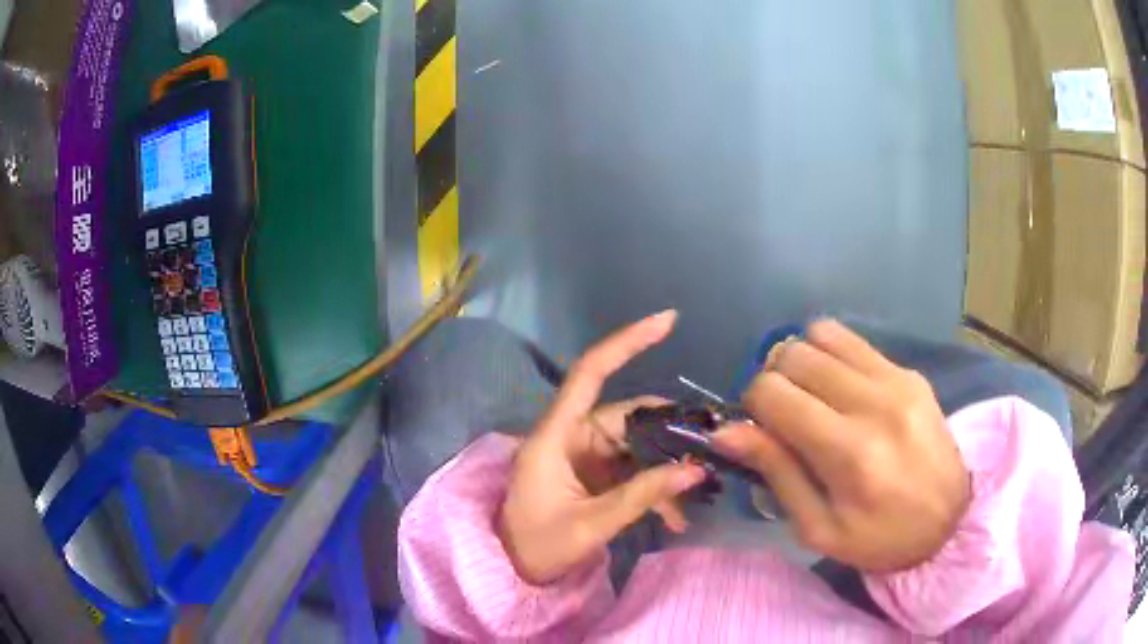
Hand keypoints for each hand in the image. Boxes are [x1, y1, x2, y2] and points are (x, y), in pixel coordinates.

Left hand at [498, 311, 707, 584]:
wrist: (513, 569)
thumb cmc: (537, 546)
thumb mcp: (591, 524)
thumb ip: (642, 496)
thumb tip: (695, 470)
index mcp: (556, 436)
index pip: (589, 373)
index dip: (626, 342)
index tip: (668, 320)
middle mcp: (571, 436)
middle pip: (628, 416)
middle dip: (670, 432)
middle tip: (710, 449)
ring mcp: (584, 456)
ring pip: (637, 445)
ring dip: (666, 468)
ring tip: (694, 495)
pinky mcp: (594, 475)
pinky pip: (633, 468)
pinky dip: (655, 486)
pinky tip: (674, 517)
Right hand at [715, 319, 970, 571]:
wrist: (951, 521)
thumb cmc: (879, 538)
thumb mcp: (818, 528)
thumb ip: (777, 473)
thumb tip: (726, 431)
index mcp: (848, 453)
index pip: (773, 393)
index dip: (753, 406)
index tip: (762, 430)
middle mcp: (873, 403)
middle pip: (794, 354)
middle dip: (775, 379)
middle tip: (785, 414)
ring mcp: (896, 379)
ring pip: (822, 334)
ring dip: (803, 361)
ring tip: (812, 396)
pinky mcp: (909, 372)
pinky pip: (853, 340)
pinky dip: (832, 356)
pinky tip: (841, 389)